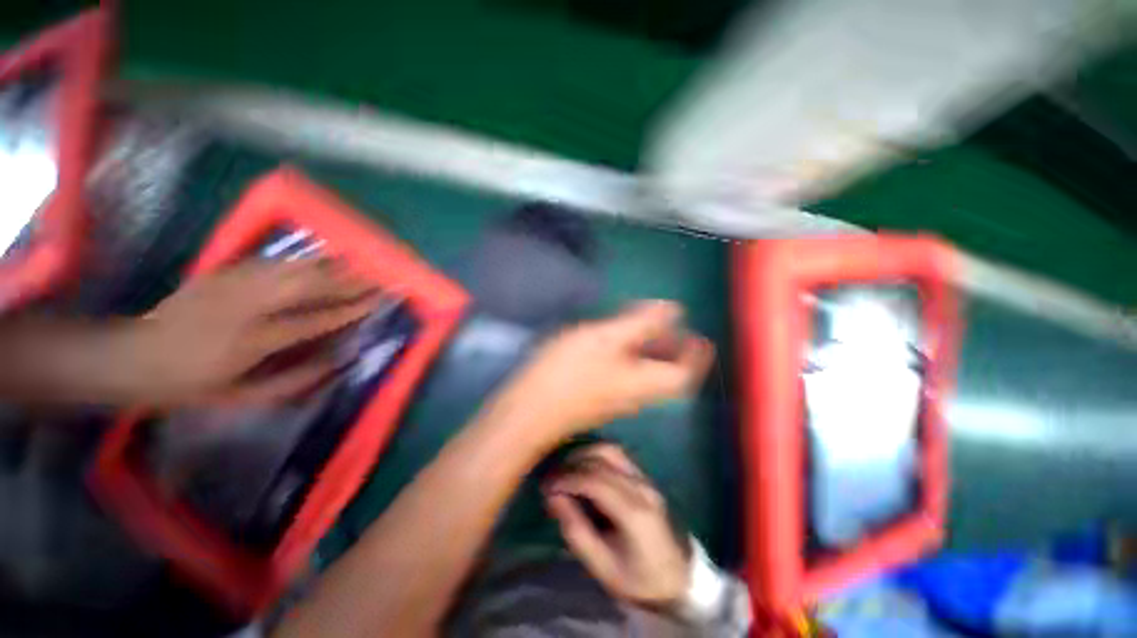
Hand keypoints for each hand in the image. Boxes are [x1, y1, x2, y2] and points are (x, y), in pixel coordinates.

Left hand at [125, 259, 378, 405]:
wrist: (131, 357)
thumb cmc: (189, 385)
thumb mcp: (241, 397)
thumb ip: (294, 381)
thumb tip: (338, 362)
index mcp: (251, 341)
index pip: (313, 321)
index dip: (349, 311)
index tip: (376, 302)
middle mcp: (245, 307)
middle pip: (306, 286)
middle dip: (346, 282)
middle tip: (375, 279)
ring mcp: (230, 285)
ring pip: (290, 269)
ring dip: (328, 266)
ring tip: (356, 265)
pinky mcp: (220, 274)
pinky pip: (269, 263)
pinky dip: (299, 260)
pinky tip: (317, 259)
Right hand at [505, 301, 713, 439]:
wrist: (529, 411)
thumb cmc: (570, 371)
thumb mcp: (608, 338)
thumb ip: (643, 323)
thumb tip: (674, 310)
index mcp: (644, 382)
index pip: (685, 374)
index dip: (696, 356)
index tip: (700, 337)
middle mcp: (635, 396)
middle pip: (666, 376)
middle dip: (674, 351)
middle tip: (672, 328)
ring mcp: (615, 399)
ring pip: (645, 376)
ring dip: (652, 353)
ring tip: (645, 329)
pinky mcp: (597, 398)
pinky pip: (626, 376)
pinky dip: (632, 358)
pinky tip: (616, 344)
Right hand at [545, 444, 690, 609]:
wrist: (678, 580)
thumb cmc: (637, 580)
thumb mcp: (601, 565)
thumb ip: (575, 529)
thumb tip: (552, 496)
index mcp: (634, 512)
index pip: (594, 480)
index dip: (567, 478)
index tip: (547, 486)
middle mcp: (641, 487)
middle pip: (603, 457)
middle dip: (572, 463)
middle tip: (553, 477)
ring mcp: (646, 479)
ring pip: (611, 449)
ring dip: (585, 454)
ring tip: (567, 470)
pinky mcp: (646, 477)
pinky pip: (618, 455)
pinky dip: (597, 455)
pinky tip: (585, 468)